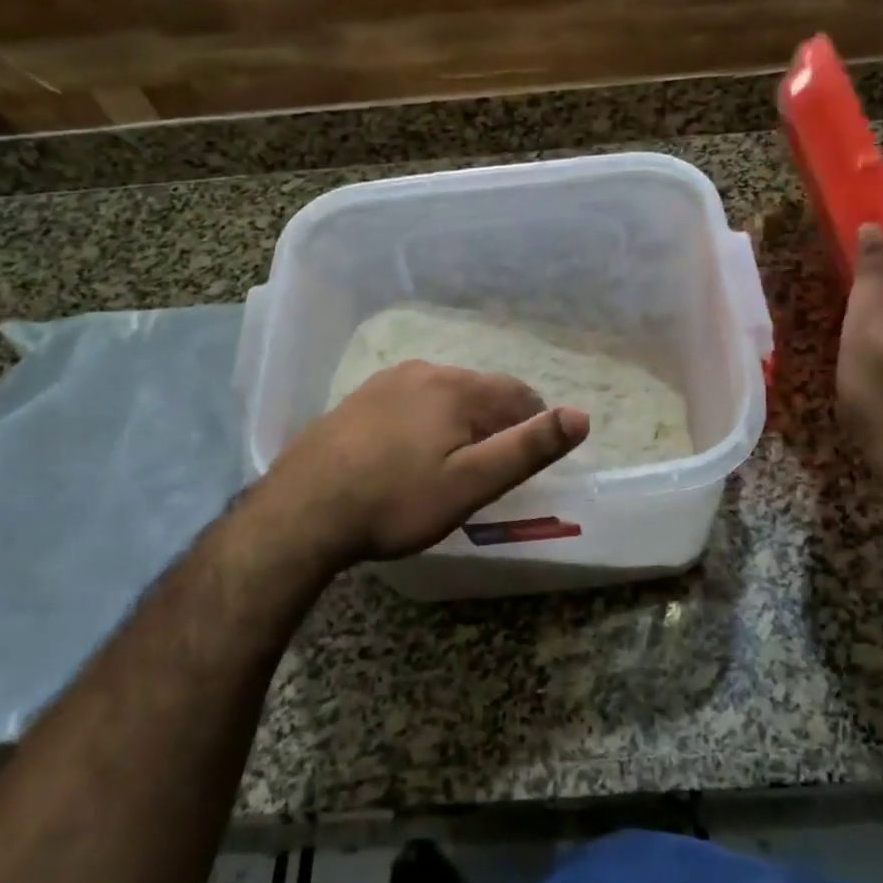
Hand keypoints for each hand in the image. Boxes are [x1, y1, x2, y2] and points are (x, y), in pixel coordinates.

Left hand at [261, 361, 589, 569]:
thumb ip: (528, 448)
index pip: (518, 395)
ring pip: (444, 396)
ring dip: (459, 423)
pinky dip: (425, 423)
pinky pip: (411, 403)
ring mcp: (387, 382)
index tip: (525, 462)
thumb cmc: (396, 501)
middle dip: (495, 425)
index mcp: (458, 387)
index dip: (534, 426)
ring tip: (450, 466)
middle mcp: (425, 371)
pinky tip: (408, 456)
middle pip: (481, 393)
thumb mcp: (471, 483)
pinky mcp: (359, 400)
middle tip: (489, 471)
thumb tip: (581, 416)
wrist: (302, 511)